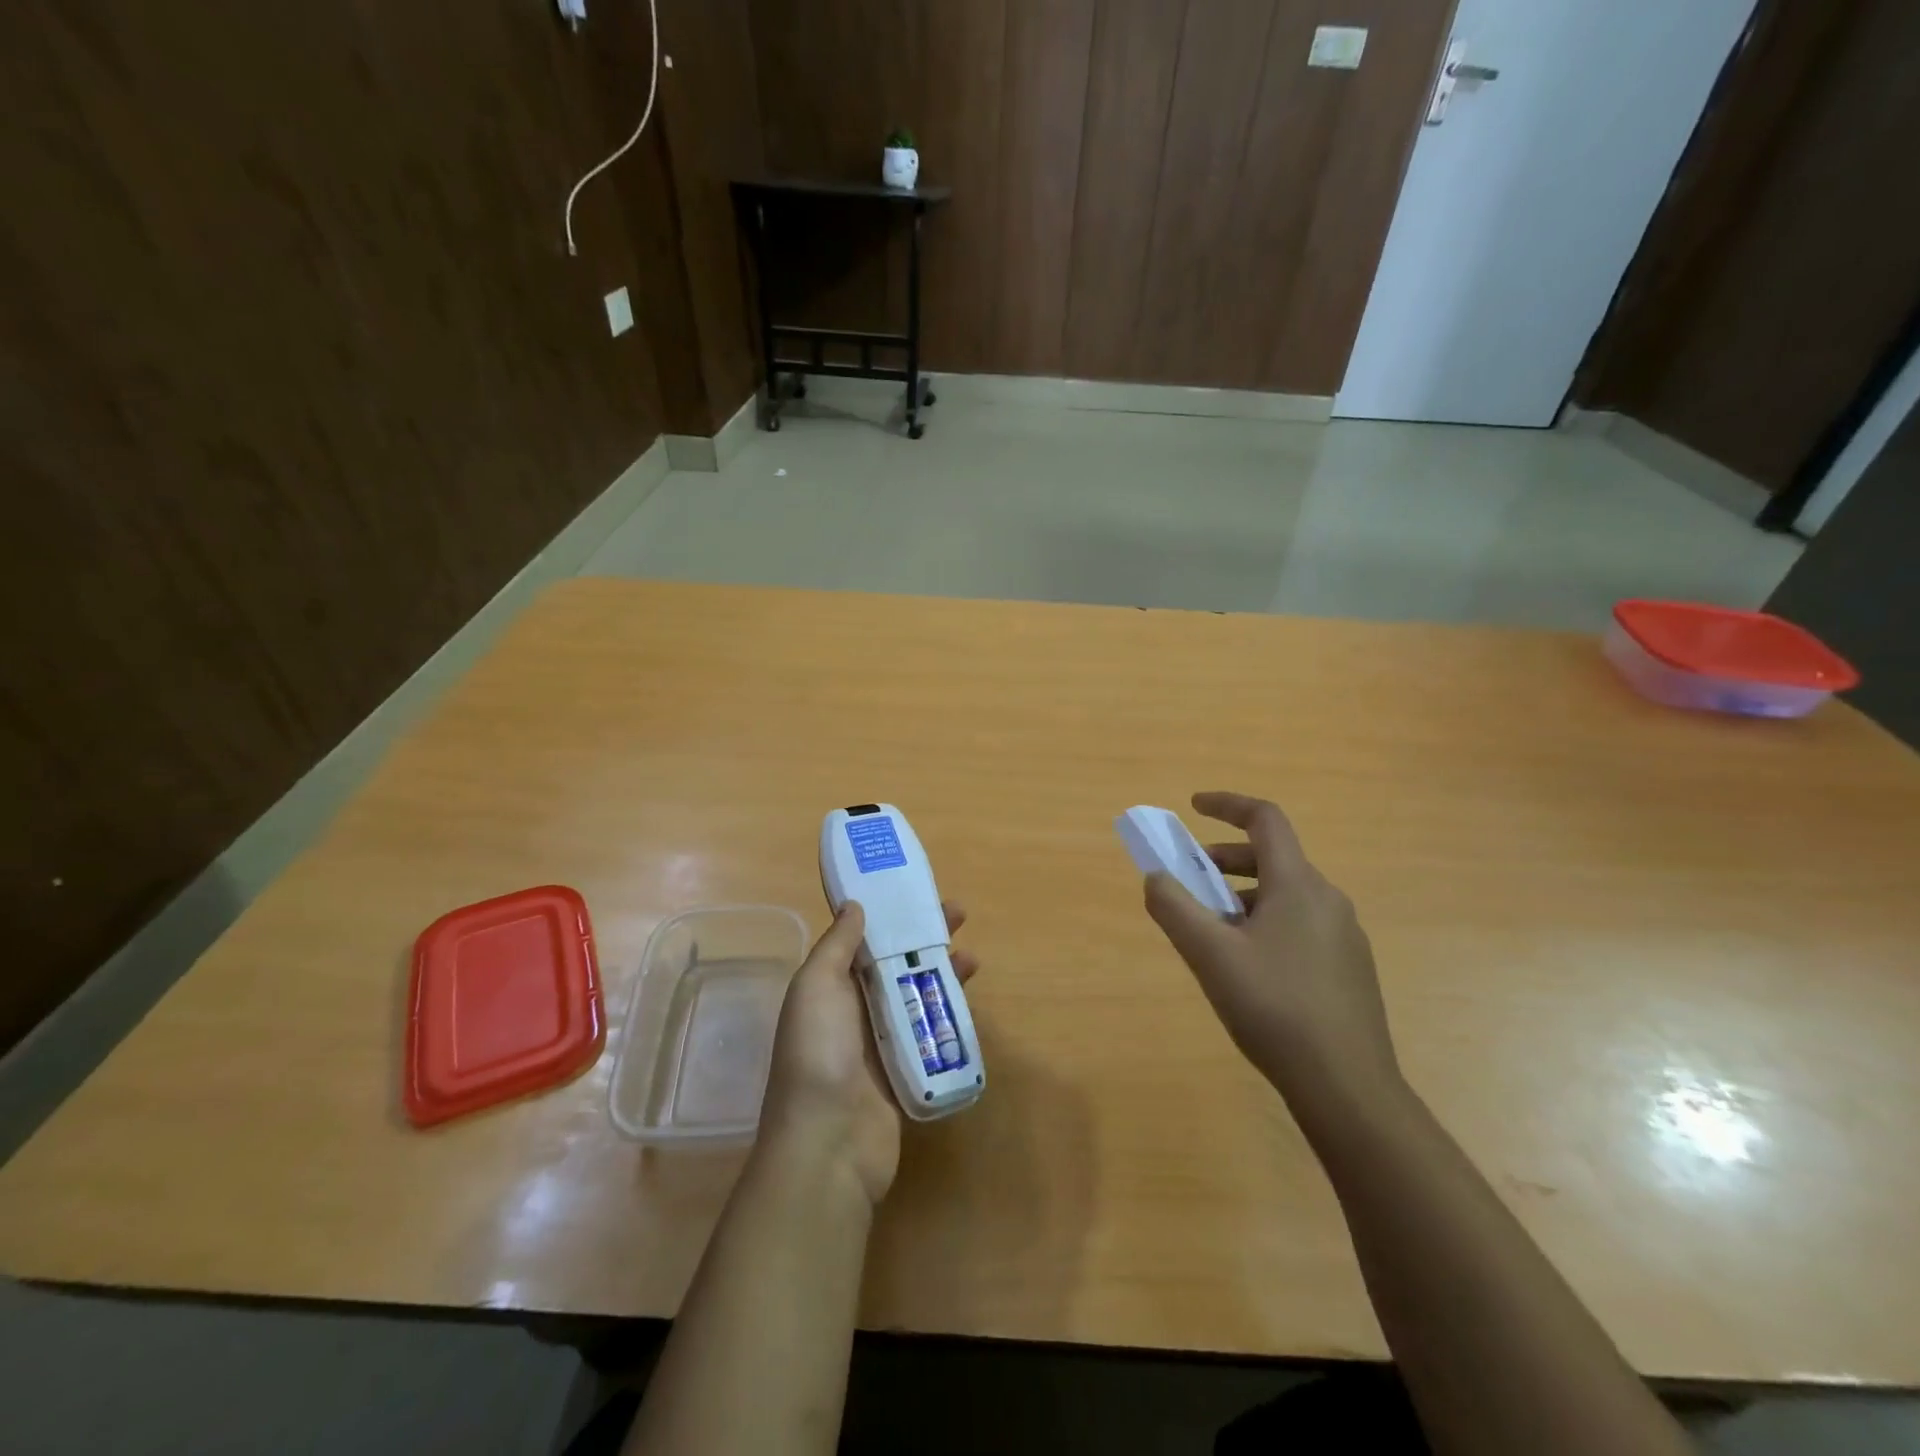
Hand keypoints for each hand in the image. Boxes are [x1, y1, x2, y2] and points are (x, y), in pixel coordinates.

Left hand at [760, 900, 977, 1205]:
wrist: (828, 1142)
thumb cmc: (818, 1053)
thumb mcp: (817, 986)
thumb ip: (837, 945)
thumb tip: (854, 904)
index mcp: (832, 986)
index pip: (866, 939)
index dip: (892, 915)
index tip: (918, 893)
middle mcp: (856, 1010)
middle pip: (898, 964)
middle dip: (927, 939)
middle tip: (960, 916)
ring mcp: (883, 1043)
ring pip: (919, 997)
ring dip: (945, 975)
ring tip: (973, 959)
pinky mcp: (908, 1071)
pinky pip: (932, 1036)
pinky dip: (951, 1017)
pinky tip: (971, 1004)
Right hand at [1143, 792, 1400, 1115]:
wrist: (1348, 1087)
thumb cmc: (1274, 1008)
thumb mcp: (1210, 955)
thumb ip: (1174, 908)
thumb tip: (1155, 877)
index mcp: (1298, 885)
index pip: (1266, 819)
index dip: (1228, 804)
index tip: (1194, 806)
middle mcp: (1328, 900)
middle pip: (1273, 858)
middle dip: (1225, 859)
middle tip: (1190, 880)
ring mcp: (1344, 935)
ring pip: (1285, 895)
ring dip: (1242, 896)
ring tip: (1211, 931)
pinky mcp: (1349, 968)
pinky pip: (1299, 924)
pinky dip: (1264, 922)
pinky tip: (1247, 968)